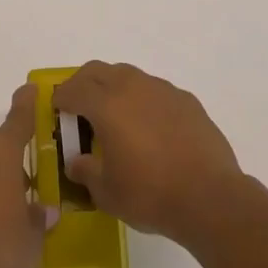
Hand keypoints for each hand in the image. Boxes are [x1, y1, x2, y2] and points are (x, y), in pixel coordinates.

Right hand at [52, 61, 244, 244]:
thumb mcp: (107, 192)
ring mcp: (162, 90)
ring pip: (128, 75)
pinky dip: (143, 100)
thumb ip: (86, 172)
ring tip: (115, 115)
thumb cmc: (150, 194)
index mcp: (106, 105)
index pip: (73, 90)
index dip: (61, 97)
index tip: (56, 108)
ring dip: (114, 87)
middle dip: (83, 83)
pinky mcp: (186, 100)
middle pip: (98, 70)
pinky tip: (149, 127)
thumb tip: (76, 162)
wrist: (210, 197)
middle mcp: (132, 87)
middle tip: (78, 105)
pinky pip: (155, 90)